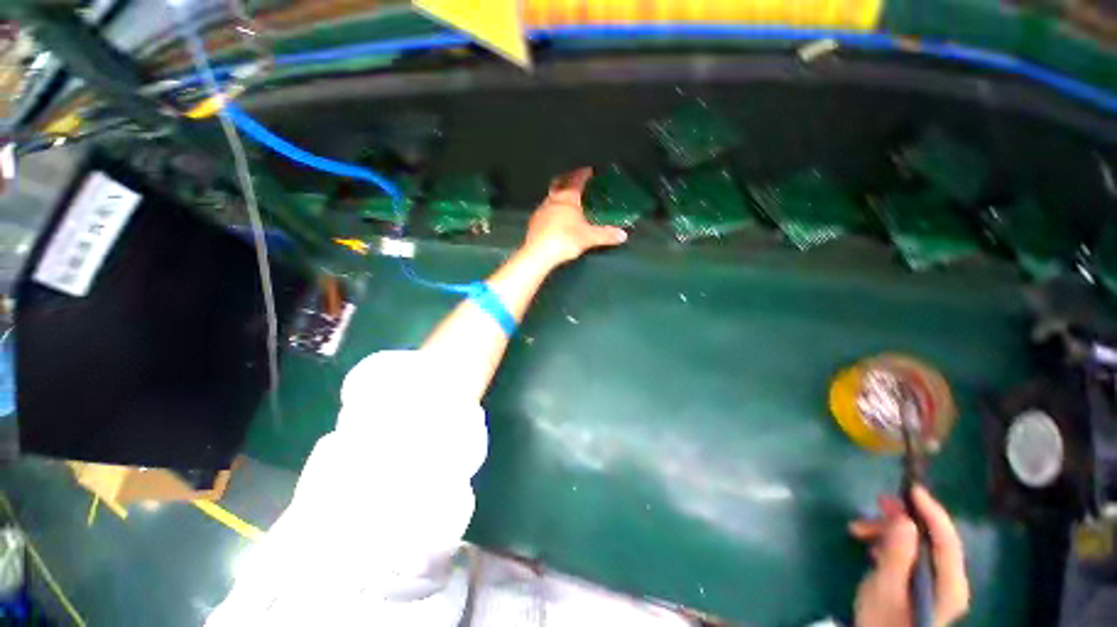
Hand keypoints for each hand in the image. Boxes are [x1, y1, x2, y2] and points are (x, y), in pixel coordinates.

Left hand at [522, 167, 627, 266]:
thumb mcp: (589, 238)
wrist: (538, 253)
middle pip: (559, 183)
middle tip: (573, 179)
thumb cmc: (565, 240)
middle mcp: (553, 200)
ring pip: (550, 196)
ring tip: (565, 199)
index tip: (588, 170)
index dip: (583, 174)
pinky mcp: (534, 221)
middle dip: (567, 179)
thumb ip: (606, 235)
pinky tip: (553, 217)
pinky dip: (551, 208)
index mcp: (567, 199)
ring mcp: (541, 210)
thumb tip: (623, 235)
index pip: (576, 180)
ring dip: (557, 194)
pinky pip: (544, 210)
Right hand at [850, 486, 969, 626]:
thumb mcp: (884, 588)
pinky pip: (910, 553)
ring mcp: (937, 582)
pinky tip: (870, 545)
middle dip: (904, 519)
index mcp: (950, 586)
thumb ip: (897, 555)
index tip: (912, 489)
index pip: (947, 541)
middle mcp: (950, 581)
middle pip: (932, 539)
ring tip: (858, 528)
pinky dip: (889, 543)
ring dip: (890, 531)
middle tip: (878, 501)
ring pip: (918, 543)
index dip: (932, 512)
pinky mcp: (923, 582)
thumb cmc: (882, 620)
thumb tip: (904, 519)